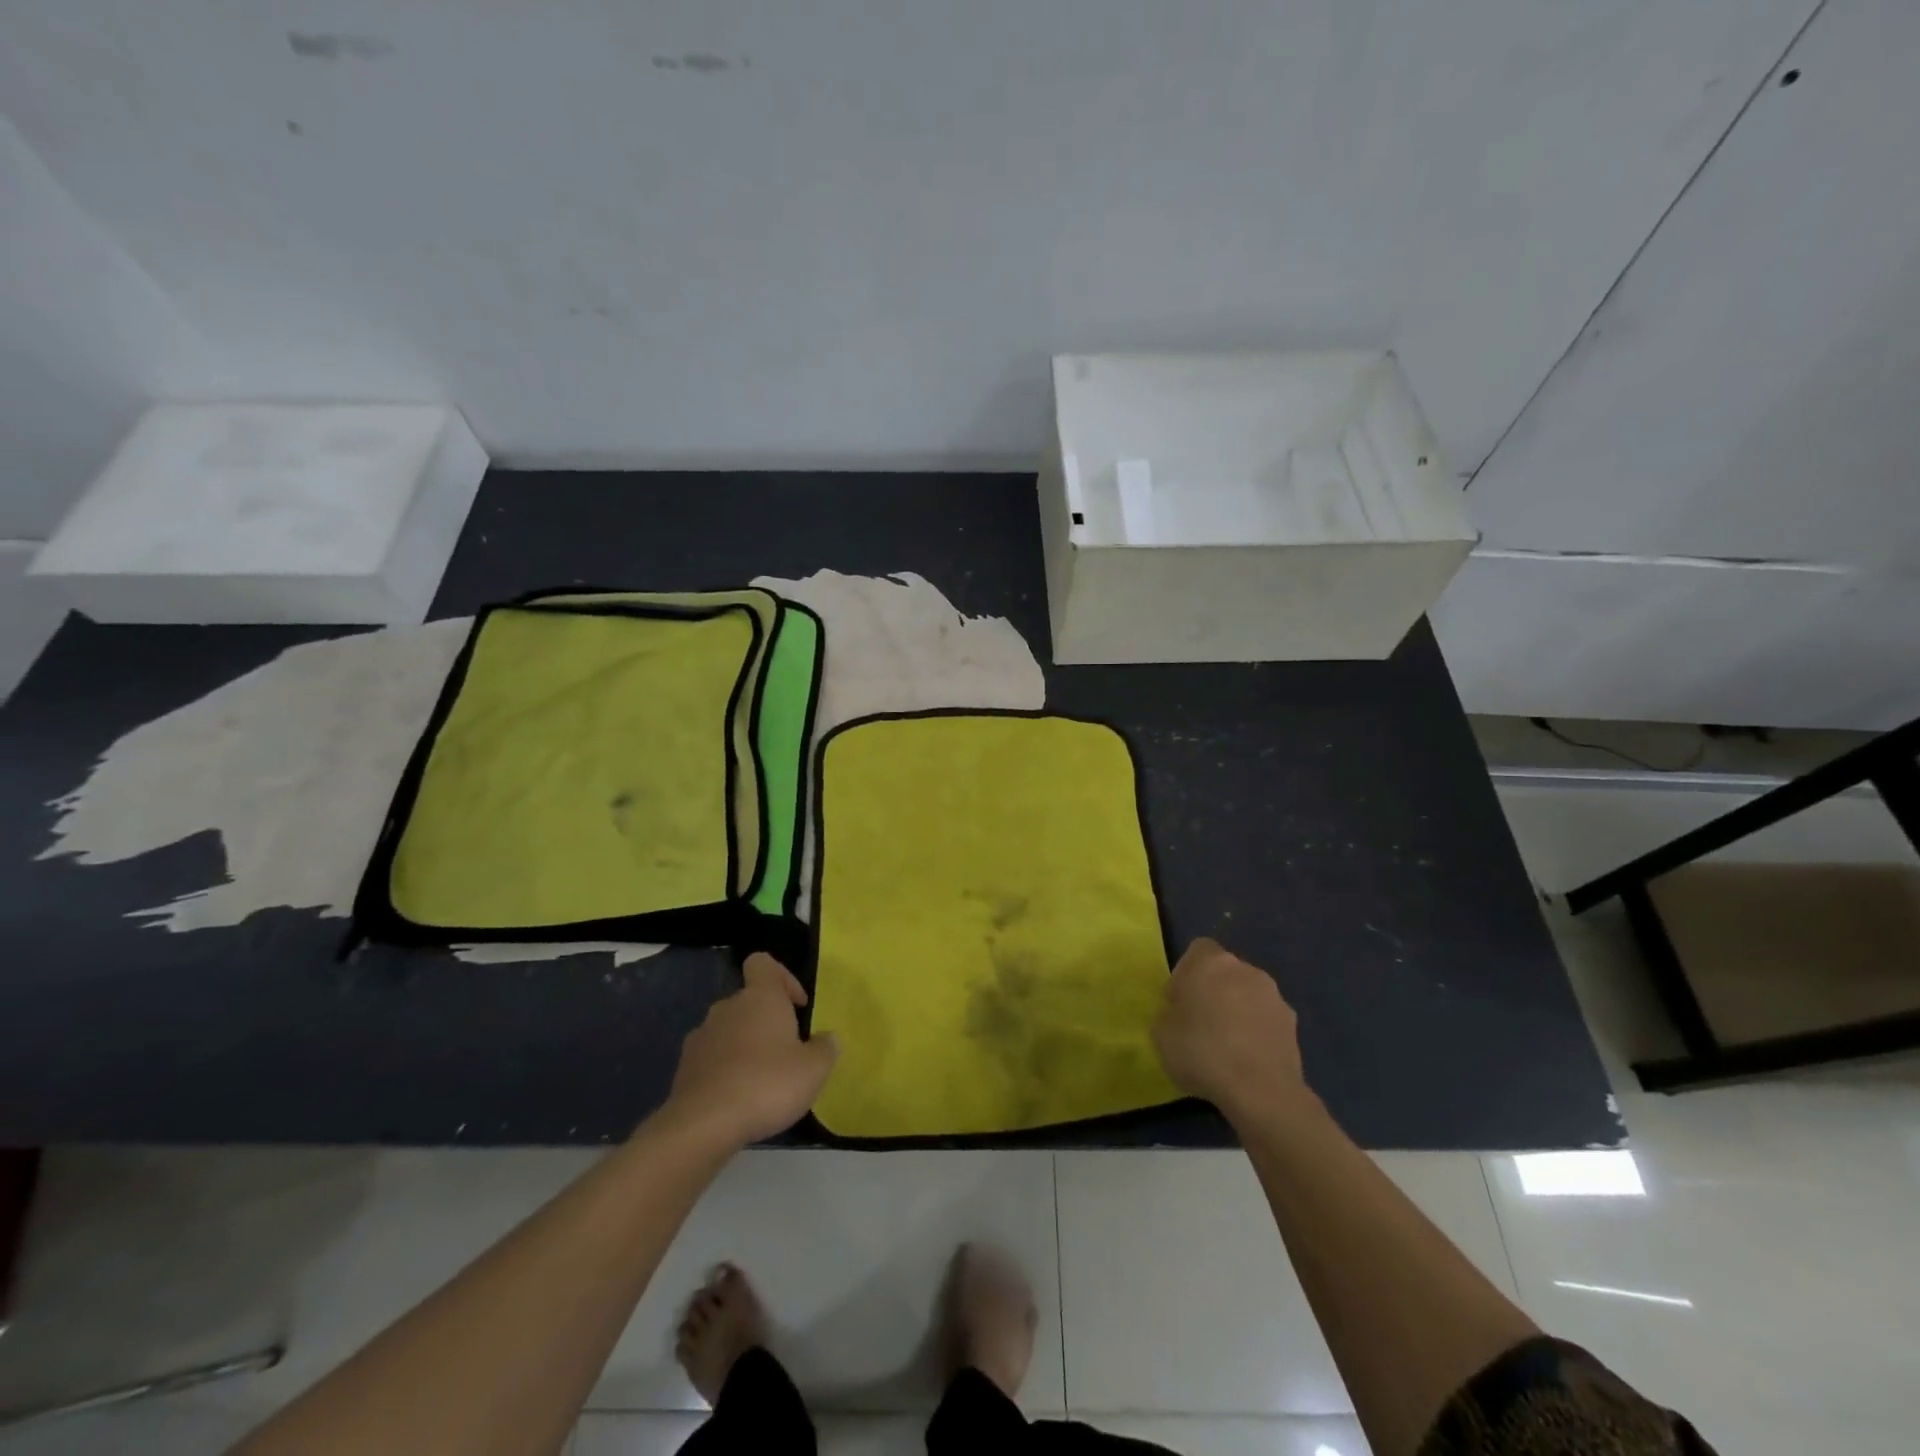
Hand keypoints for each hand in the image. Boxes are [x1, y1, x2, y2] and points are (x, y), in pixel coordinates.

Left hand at [664, 954, 839, 1147]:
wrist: (703, 1125)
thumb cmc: (767, 1084)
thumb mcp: (813, 1070)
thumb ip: (826, 1048)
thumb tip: (828, 1038)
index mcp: (760, 997)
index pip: (763, 963)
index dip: (783, 978)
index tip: (797, 1006)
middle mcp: (728, 1007)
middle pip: (748, 1000)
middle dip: (767, 1021)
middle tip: (786, 1052)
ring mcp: (701, 1035)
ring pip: (729, 1029)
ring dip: (745, 1045)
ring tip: (761, 1080)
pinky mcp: (684, 1066)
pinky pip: (711, 1057)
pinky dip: (725, 1069)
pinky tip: (737, 1097)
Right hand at [1153, 938, 1310, 1120]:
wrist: (1260, 1091)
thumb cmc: (1202, 1052)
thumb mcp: (1161, 1032)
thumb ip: (1169, 1012)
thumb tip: (1181, 1012)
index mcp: (1211, 962)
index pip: (1198, 950)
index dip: (1186, 973)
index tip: (1179, 1001)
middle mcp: (1246, 970)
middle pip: (1225, 972)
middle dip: (1214, 991)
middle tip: (1200, 1024)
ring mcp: (1274, 997)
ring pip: (1248, 995)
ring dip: (1237, 1011)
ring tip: (1226, 1046)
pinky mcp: (1293, 1025)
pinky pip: (1266, 1020)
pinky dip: (1256, 1032)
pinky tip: (1247, 1060)